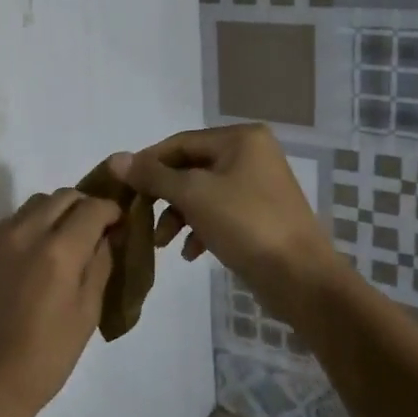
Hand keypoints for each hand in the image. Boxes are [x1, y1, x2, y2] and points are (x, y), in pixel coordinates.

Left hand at [0, 189, 121, 416]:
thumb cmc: (46, 356)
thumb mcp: (87, 313)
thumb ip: (100, 265)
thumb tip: (107, 235)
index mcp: (59, 251)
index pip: (92, 207)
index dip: (111, 211)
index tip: (118, 224)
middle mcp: (25, 233)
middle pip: (61, 196)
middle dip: (83, 206)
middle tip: (93, 231)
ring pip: (33, 205)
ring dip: (54, 213)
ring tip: (62, 242)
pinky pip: (9, 223)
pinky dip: (28, 227)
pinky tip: (32, 257)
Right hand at [108, 124, 344, 321]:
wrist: (301, 277)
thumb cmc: (245, 224)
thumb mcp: (193, 195)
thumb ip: (153, 176)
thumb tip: (117, 159)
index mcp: (240, 139)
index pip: (180, 143)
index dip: (148, 164)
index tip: (122, 188)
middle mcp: (251, 154)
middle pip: (190, 168)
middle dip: (163, 196)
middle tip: (140, 217)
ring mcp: (257, 186)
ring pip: (201, 193)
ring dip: (177, 216)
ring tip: (162, 243)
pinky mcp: (258, 215)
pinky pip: (218, 213)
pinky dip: (199, 229)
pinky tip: (190, 253)